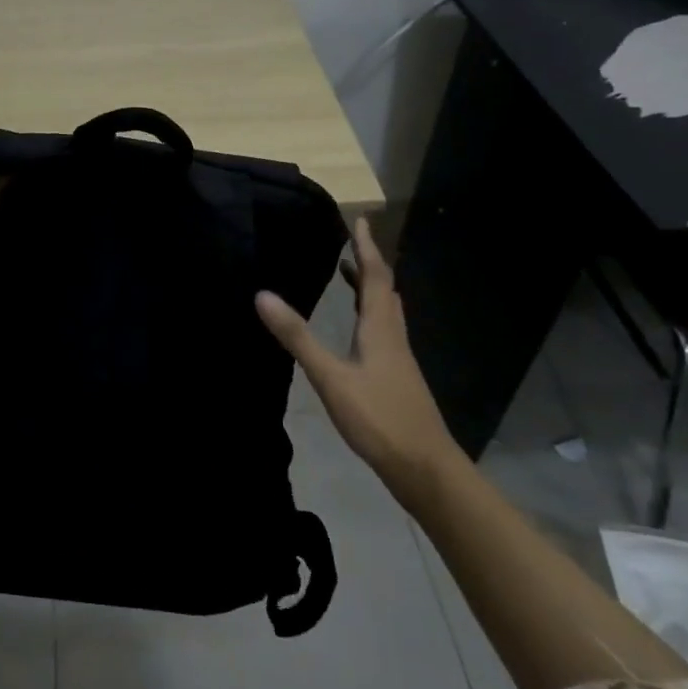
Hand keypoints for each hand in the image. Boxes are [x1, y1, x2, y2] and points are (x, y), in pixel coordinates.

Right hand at [255, 218, 462, 498]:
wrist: (425, 468)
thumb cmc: (379, 418)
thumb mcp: (331, 377)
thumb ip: (298, 337)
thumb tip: (262, 295)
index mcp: (380, 328)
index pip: (376, 276)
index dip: (366, 247)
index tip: (360, 219)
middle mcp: (393, 336)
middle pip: (385, 290)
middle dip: (368, 263)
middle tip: (350, 242)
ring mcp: (399, 359)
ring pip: (386, 311)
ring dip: (369, 287)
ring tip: (348, 274)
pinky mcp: (397, 378)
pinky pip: (382, 330)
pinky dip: (368, 314)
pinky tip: (355, 332)